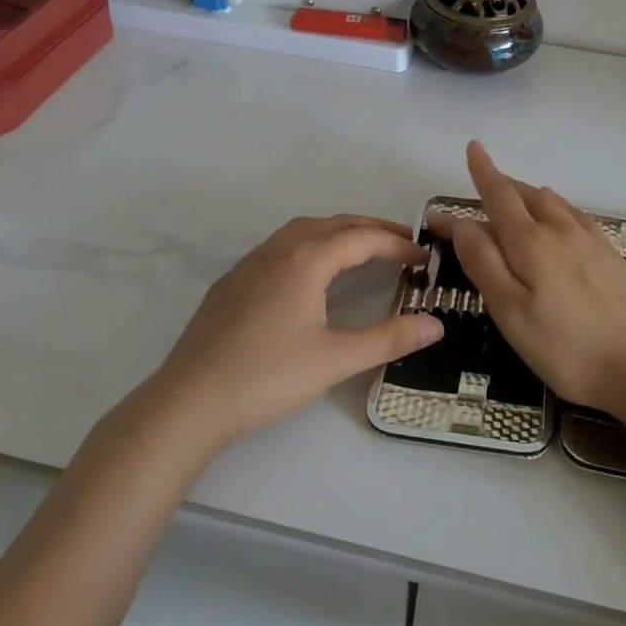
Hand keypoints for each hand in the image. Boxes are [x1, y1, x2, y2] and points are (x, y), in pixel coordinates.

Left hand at [150, 215, 442, 449]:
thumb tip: (436, 324)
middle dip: (371, 229)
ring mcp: (250, 264)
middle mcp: (278, 250)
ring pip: (303, 231)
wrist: (189, 401)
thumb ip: (388, 339)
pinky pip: (281, 246)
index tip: (424, 257)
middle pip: (333, 224)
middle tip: (403, 243)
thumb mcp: (335, 360)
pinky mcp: (232, 282)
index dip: (397, 244)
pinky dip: (310, 245)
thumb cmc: (267, 377)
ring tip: (362, 250)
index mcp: (305, 260)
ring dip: (338, 232)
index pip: (362, 238)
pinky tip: (311, 273)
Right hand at [444, 142, 625, 416]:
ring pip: (553, 202)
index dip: (483, 172)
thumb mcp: (511, 312)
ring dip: (529, 193)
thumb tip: (463, 223)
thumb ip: (484, 264)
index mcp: (530, 242)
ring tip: (516, 196)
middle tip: (483, 181)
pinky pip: (576, 215)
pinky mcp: (611, 256)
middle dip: (502, 183)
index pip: (499, 195)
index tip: (471, 148)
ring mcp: (591, 240)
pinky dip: (557, 208)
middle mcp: (560, 230)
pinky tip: (561, 219)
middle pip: (526, 194)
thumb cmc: (567, 347)